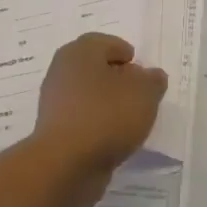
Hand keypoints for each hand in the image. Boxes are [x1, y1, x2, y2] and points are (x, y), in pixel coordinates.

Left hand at [31, 34, 168, 206]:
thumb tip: (151, 75)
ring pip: (87, 94)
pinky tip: (113, 136)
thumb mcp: (144, 94)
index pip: (104, 42)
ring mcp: (54, 102)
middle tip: (138, 92)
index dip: (125, 53)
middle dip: (117, 77)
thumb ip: (152, 81)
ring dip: (107, 102)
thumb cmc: (106, 117)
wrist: (65, 164)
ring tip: (130, 117)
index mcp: (79, 52)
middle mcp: (62, 71)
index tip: (141, 70)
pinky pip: (82, 117)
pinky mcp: (54, 129)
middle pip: (94, 67)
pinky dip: (97, 122)